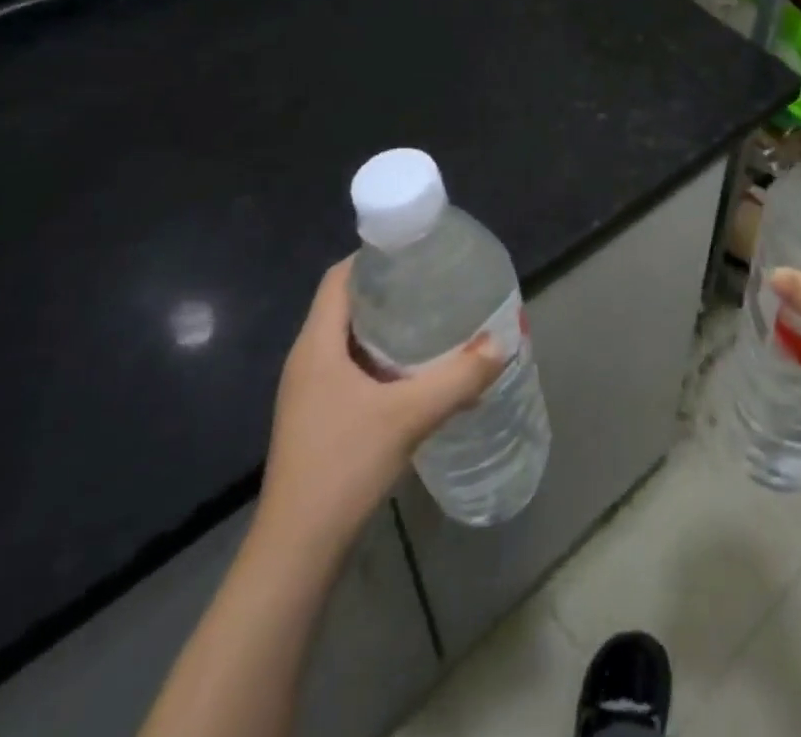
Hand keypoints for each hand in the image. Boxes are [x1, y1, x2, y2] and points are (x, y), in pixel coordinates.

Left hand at [255, 262, 503, 558]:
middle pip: (347, 304)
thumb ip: (459, 377)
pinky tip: (417, 370)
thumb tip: (503, 343)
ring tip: (435, 317)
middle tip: (437, 281)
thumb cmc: (343, 467)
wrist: (297, 551)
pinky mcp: (319, 417)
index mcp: (317, 345)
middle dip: (390, 288)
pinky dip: (383, 357)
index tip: (417, 250)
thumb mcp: (410, 416)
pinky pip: (352, 367)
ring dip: (388, 325)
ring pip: (351, 338)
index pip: (339, 278)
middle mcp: (308, 360)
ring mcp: (310, 391)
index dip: (374, 256)